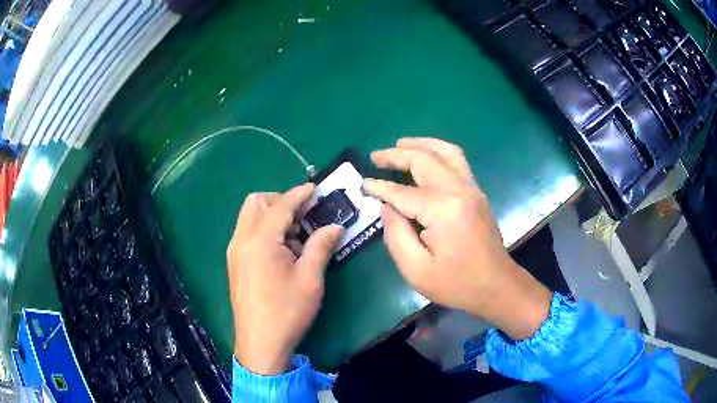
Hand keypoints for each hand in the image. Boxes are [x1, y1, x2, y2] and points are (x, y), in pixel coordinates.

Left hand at [227, 184, 342, 374]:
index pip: (281, 206)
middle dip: (280, 201)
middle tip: (302, 217)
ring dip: (271, 216)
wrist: (260, 343)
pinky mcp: (234, 263)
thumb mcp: (310, 280)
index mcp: (260, 241)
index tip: (315, 188)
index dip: (300, 194)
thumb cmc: (287, 312)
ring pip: (249, 217)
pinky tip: (281, 252)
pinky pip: (247, 233)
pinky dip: (263, 230)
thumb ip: (320, 246)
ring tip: (294, 238)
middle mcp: (242, 240)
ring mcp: (234, 251)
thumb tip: (335, 226)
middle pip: (257, 202)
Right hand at [364, 138, 551, 339]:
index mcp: (442, 210)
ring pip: (445, 152)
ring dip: (421, 144)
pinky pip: (457, 161)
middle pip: (424, 160)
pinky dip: (437, 152)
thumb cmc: (456, 284)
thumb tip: (387, 206)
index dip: (380, 188)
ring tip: (400, 144)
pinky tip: (426, 156)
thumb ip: (396, 234)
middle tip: (375, 157)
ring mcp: (472, 188)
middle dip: (396, 155)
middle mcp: (459, 190)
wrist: (497, 286)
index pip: (402, 192)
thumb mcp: (416, 269)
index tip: (363, 185)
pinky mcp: (477, 193)